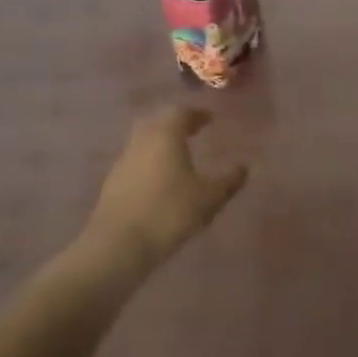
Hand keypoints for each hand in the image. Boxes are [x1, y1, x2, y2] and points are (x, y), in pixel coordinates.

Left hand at [85, 108, 249, 263]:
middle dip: (176, 123)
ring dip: (161, 142)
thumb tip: (244, 166)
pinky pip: (135, 161)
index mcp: (165, 135)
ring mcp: (123, 161)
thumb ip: (229, 180)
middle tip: (193, 131)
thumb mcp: (208, 198)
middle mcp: (141, 141)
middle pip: (158, 121)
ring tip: (179, 156)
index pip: (180, 112)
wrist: (118, 244)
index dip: (197, 114)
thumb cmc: (169, 212)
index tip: (210, 119)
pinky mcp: (113, 182)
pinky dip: (150, 161)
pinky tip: (160, 180)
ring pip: (144, 141)